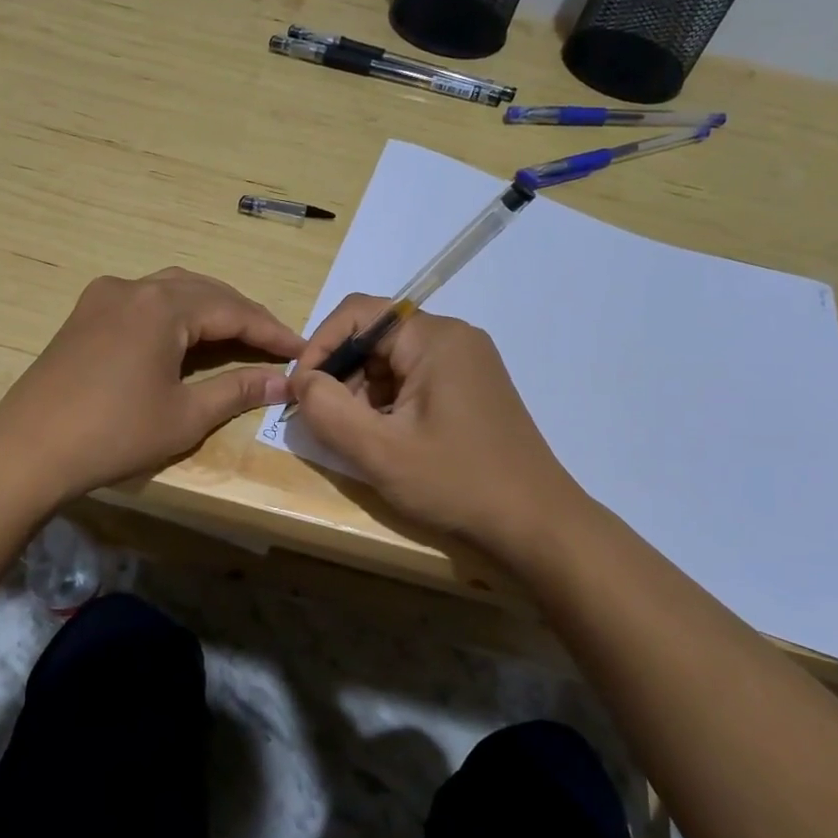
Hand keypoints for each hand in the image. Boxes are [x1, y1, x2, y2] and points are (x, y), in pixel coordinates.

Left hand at [0, 268, 302, 504]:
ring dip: (209, 308)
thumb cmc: (113, 435)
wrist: (27, 450)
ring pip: (172, 289)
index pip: (233, 310)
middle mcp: (133, 287)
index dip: (271, 331)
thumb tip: (284, 382)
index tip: (301, 350)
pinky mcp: (84, 314)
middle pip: (204, 291)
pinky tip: (184, 336)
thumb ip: (237, 391)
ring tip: (238, 335)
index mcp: (162, 307)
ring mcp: (103, 297)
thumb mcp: (185, 416)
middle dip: (242, 315)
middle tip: (274, 343)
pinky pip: (144, 300)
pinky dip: (175, 312)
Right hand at [289, 295, 581, 553]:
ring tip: (358, 438)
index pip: (359, 313)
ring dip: (363, 394)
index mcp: (435, 338)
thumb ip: (328, 410)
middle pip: (375, 337)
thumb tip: (302, 381)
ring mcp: (466, 363)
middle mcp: (453, 338)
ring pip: (392, 362)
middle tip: (327, 423)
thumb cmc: (457, 483)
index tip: (301, 392)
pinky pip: (413, 381)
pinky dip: (388, 404)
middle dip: (342, 375)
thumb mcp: (379, 451)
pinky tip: (387, 441)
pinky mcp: (471, 389)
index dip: (320, 346)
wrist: (536, 524)